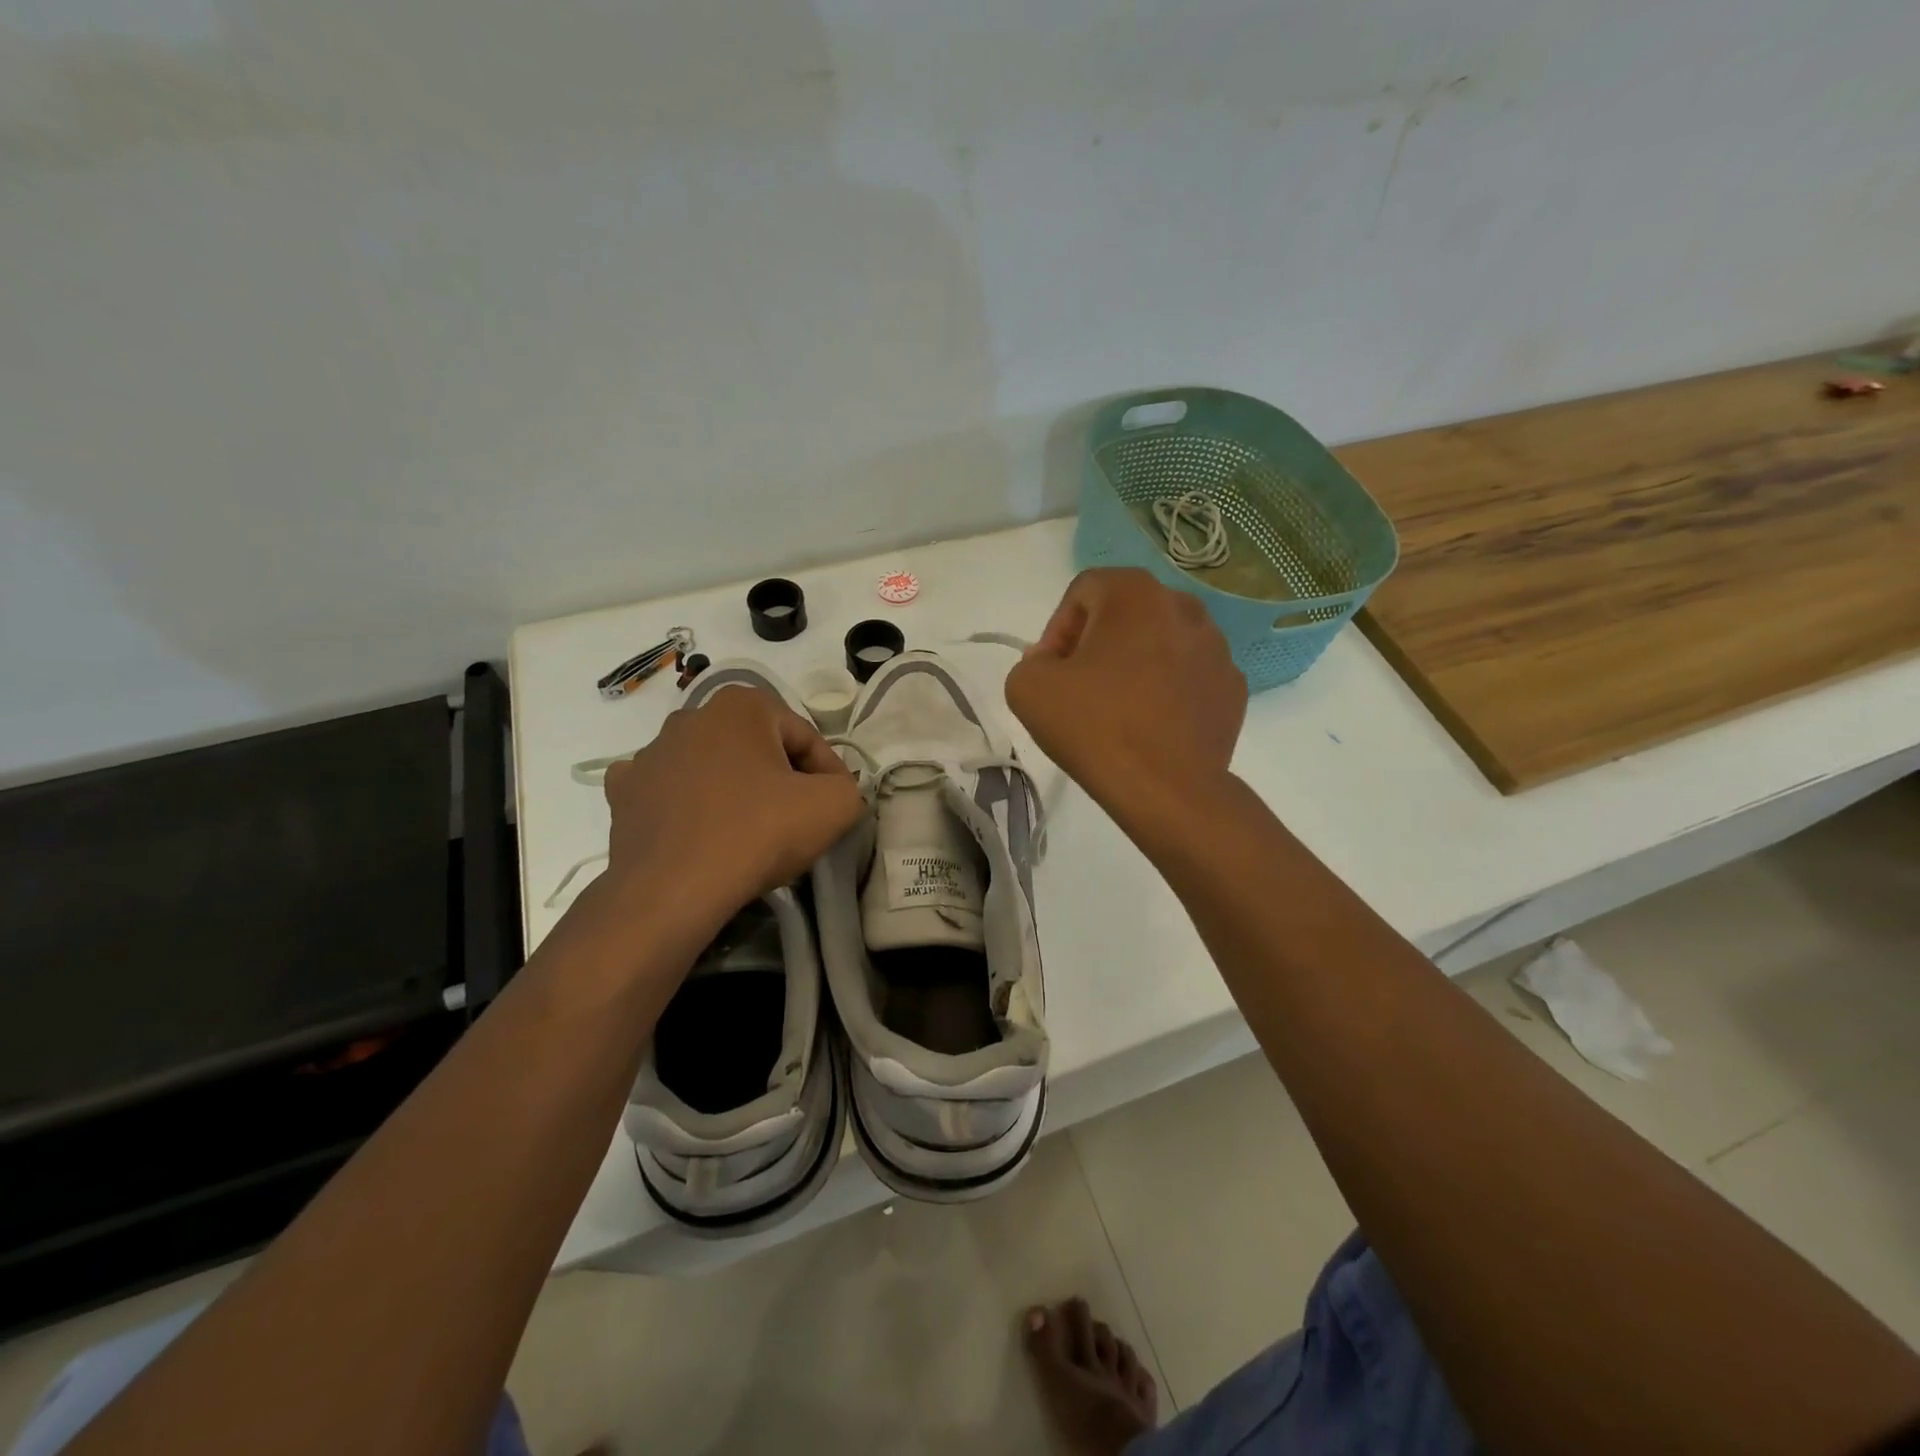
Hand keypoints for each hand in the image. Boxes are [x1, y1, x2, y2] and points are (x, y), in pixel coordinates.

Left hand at [597, 685, 862, 935]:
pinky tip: (699, 830)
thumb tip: (835, 791)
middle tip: (796, 819)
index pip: (805, 737)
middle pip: (758, 748)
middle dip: (780, 778)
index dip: (829, 774)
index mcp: (742, 705)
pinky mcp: (623, 792)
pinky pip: (668, 791)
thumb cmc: (758, 833)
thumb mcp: (834, 806)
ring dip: (734, 790)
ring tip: (750, 833)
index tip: (835, 807)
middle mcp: (691, 716)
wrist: (672, 891)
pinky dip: (686, 805)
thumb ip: (849, 787)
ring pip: (712, 767)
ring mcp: (650, 753)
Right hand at [1006, 568, 1245, 821]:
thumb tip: (1054, 663)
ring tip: (1117, 708)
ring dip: (1134, 664)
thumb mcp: (1028, 688)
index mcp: (1135, 594)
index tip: (1050, 670)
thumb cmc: (1095, 727)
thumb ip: (1030, 662)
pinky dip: (1167, 690)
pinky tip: (1151, 725)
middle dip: (1097, 642)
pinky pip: (1188, 676)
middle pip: (1126, 612)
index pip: (1083, 590)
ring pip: (1161, 642)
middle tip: (1078, 686)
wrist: (1167, 789)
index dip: (1057, 628)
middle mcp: (1184, 607)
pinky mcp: (1233, 688)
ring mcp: (1217, 648)